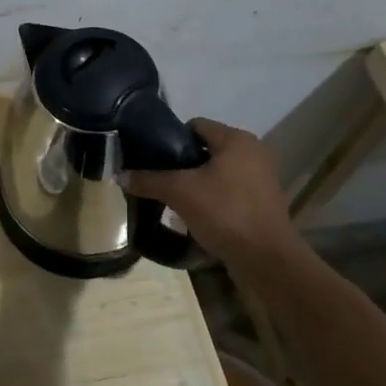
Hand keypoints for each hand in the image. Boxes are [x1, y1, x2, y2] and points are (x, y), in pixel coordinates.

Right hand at [124, 117, 299, 264]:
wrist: (266, 259)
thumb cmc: (224, 212)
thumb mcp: (179, 192)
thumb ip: (149, 180)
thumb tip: (119, 175)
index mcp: (237, 139)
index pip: (195, 125)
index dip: (171, 138)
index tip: (153, 157)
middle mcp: (253, 151)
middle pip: (206, 148)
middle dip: (182, 162)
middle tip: (160, 178)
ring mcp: (262, 176)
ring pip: (218, 170)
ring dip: (197, 181)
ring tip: (174, 197)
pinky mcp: (264, 200)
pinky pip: (230, 188)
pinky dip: (213, 196)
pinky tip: (196, 212)